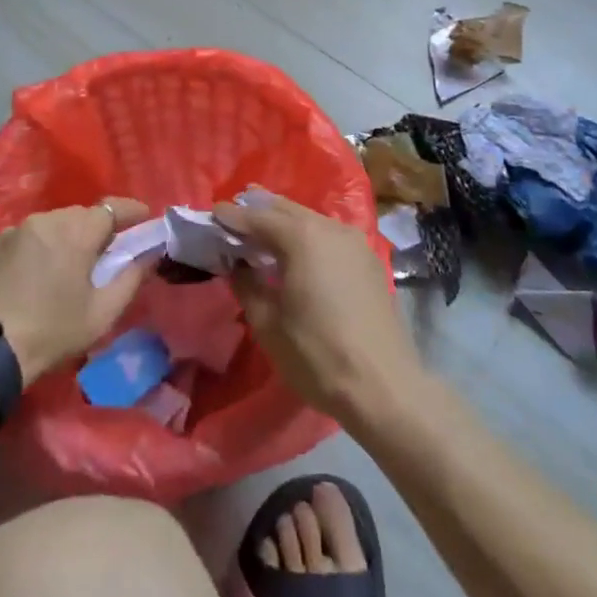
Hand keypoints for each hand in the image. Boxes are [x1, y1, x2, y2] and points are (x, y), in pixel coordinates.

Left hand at [0, 198, 151, 386]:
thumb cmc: (50, 332)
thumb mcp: (100, 314)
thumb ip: (131, 279)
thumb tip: (151, 254)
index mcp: (76, 230)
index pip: (112, 207)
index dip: (131, 210)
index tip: (144, 217)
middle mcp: (45, 219)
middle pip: (79, 216)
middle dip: (95, 229)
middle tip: (102, 254)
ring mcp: (13, 230)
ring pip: (49, 226)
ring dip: (62, 239)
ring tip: (63, 268)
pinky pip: (22, 239)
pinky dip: (34, 251)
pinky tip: (30, 278)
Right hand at [215, 192, 423, 424]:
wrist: (384, 387)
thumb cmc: (318, 355)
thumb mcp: (268, 324)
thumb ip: (247, 285)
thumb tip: (236, 264)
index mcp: (301, 236)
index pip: (258, 216)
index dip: (233, 216)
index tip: (212, 214)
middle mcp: (329, 227)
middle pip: (286, 209)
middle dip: (258, 210)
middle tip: (235, 215)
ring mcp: (354, 241)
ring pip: (310, 219)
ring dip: (284, 221)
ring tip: (263, 232)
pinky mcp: (368, 260)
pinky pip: (329, 235)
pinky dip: (307, 235)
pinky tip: (298, 253)